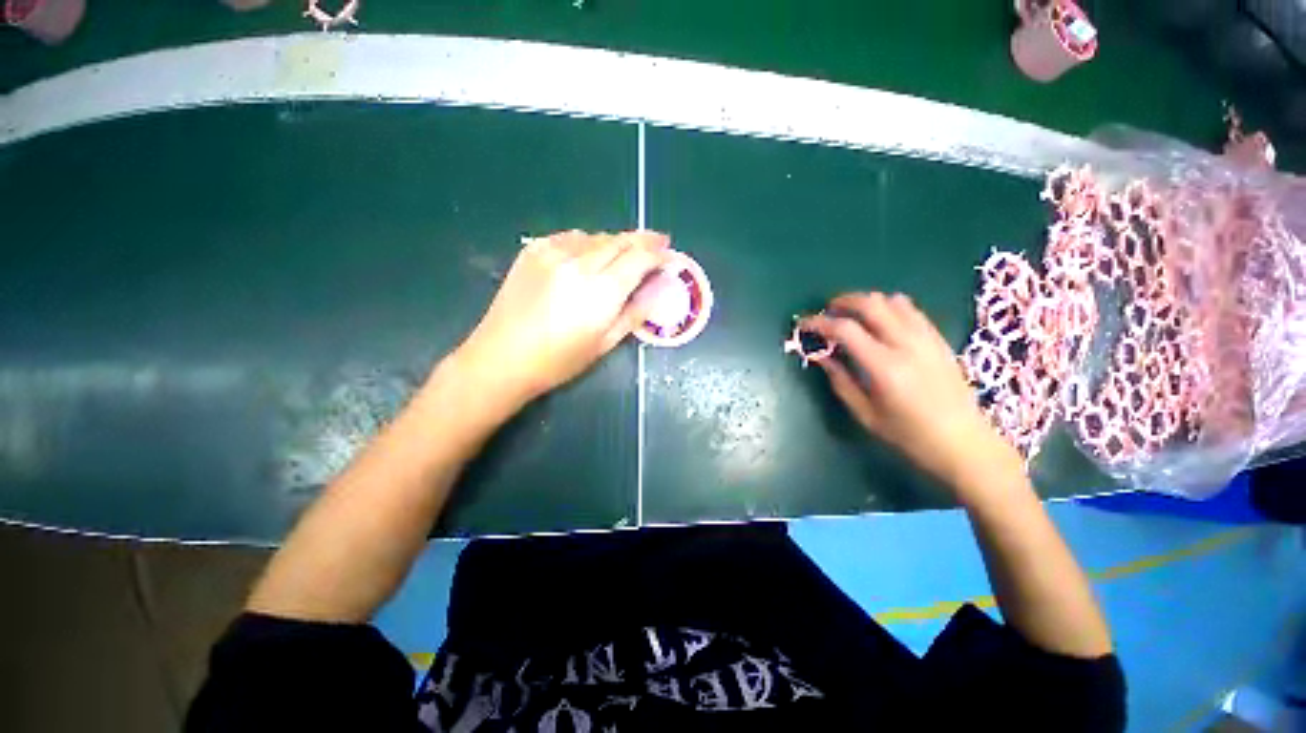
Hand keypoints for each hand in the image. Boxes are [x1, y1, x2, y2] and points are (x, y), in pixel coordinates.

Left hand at [451, 230, 671, 405]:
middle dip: (643, 240)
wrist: (501, 358)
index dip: (658, 253)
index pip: (639, 258)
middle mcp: (580, 263)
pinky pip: (571, 237)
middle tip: (658, 242)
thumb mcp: (604, 344)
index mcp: (601, 290)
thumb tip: (657, 290)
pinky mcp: (533, 250)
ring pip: (597, 236)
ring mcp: (553, 252)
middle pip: (620, 241)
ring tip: (624, 252)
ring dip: (616, 242)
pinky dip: (588, 242)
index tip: (669, 254)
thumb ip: (634, 312)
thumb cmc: (558, 361)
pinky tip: (589, 254)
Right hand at [801, 292, 1021, 493]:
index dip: (819, 322)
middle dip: (842, 302)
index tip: (803, 325)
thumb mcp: (865, 413)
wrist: (964, 443)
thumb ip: (840, 380)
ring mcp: (927, 339)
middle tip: (826, 311)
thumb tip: (820, 356)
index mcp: (884, 366)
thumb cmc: (909, 436)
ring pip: (892, 301)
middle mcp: (906, 344)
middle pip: (870, 304)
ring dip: (866, 302)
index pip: (845, 329)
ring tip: (851, 314)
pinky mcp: (938, 340)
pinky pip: (912, 310)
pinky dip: (890, 307)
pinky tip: (881, 320)